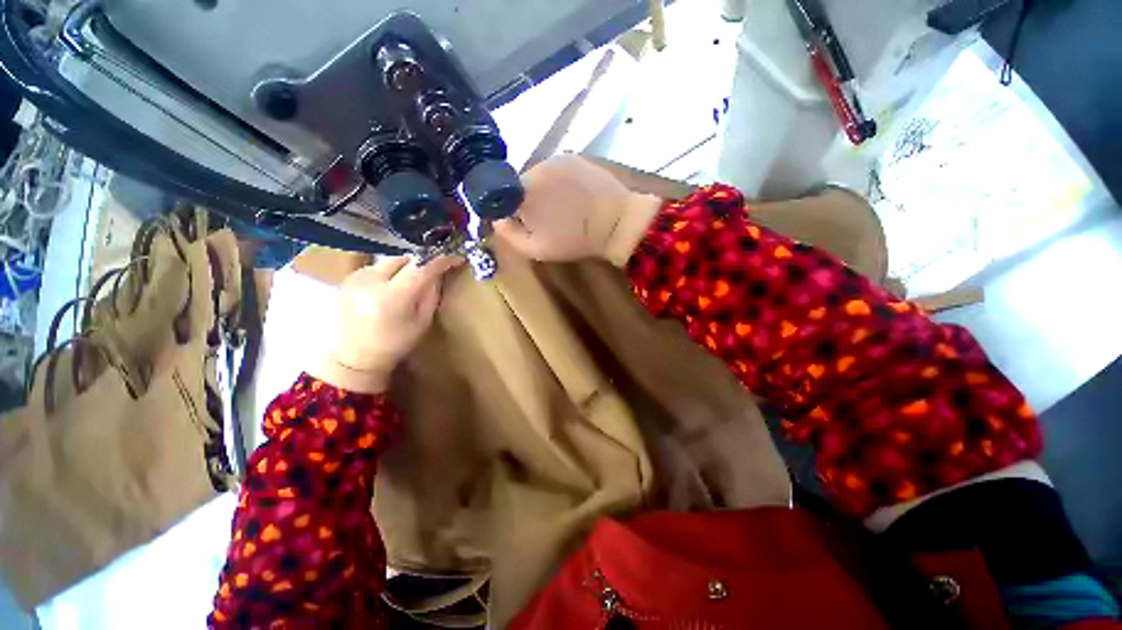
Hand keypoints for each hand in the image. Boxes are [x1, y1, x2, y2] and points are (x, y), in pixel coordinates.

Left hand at [318, 256, 459, 392]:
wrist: (357, 356)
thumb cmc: (397, 342)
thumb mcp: (423, 321)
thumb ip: (431, 294)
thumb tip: (438, 273)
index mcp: (392, 297)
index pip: (421, 268)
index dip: (441, 261)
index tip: (456, 258)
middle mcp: (371, 282)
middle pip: (404, 260)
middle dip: (420, 264)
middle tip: (431, 273)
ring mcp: (356, 278)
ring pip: (390, 261)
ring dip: (404, 268)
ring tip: (409, 282)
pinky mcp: (347, 279)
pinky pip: (376, 267)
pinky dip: (388, 272)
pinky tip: (390, 287)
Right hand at [495, 155, 662, 265]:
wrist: (616, 222)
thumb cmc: (575, 240)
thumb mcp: (536, 248)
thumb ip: (508, 234)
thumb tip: (495, 218)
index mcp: (523, 191)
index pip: (502, 195)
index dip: (512, 210)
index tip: (525, 222)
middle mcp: (536, 167)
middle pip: (520, 183)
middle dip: (528, 199)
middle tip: (547, 217)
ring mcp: (556, 159)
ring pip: (538, 175)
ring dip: (544, 189)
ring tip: (564, 206)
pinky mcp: (574, 156)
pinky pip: (556, 169)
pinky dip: (559, 181)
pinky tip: (574, 195)